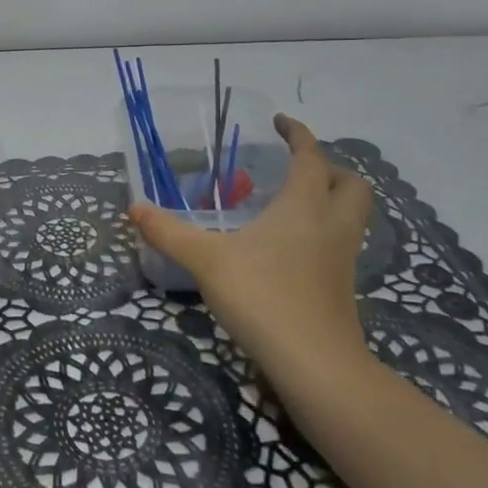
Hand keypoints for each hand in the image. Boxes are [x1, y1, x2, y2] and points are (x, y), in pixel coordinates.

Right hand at [128, 114, 373, 379]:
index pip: (310, 156)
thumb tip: (135, 207)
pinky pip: (341, 245)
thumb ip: (169, 232)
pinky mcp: (342, 289)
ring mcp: (342, 259)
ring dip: (332, 201)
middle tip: (296, 168)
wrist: (316, 365)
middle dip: (330, 168)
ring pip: (352, 216)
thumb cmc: (263, 296)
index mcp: (304, 205)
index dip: (298, 134)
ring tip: (293, 204)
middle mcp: (331, 225)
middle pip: (352, 184)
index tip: (279, 122)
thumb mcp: (206, 260)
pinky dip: (323, 233)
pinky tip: (291, 249)